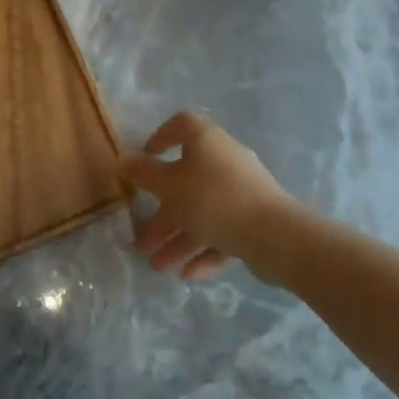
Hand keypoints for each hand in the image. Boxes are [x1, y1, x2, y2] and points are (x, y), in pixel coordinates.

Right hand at [122, 113, 296, 282]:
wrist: (275, 236)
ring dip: (178, 237)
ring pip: (204, 212)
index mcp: (207, 141)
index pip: (182, 125)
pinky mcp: (256, 220)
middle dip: (162, 211)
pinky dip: (205, 249)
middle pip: (187, 181)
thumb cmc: (214, 200)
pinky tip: (188, 273)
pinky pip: (224, 232)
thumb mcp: (169, 186)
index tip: (145, 158)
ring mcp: (243, 192)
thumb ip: (143, 173)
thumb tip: (122, 158)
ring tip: (157, 265)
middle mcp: (226, 161)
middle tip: (141, 236)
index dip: (160, 137)